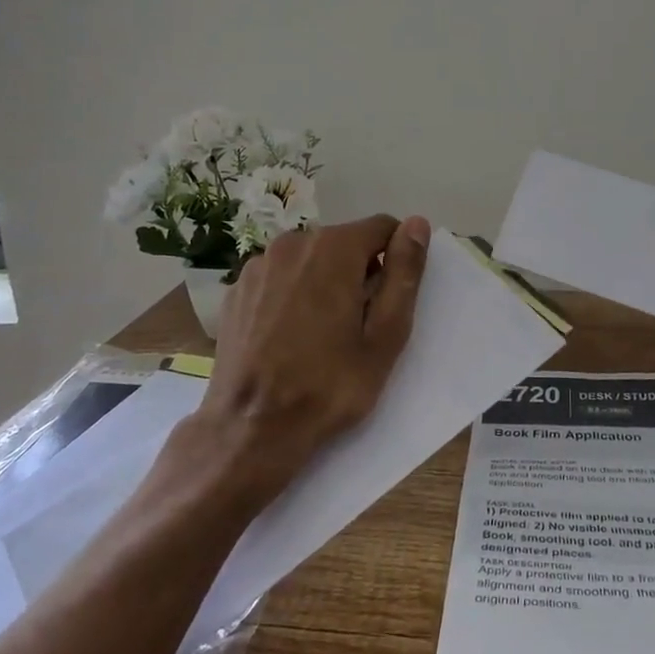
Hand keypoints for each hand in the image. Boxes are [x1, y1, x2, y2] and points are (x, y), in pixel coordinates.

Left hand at [171, 214, 430, 515]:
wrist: (250, 429)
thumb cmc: (329, 386)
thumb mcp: (385, 336)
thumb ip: (403, 273)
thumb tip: (417, 224)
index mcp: (333, 248)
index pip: (381, 227)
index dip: (396, 256)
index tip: (392, 297)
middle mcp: (292, 242)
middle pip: (343, 243)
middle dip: (359, 272)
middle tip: (360, 325)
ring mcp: (258, 266)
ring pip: (310, 260)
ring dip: (324, 282)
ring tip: (322, 334)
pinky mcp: (236, 290)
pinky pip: (280, 278)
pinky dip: (292, 294)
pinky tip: (289, 336)